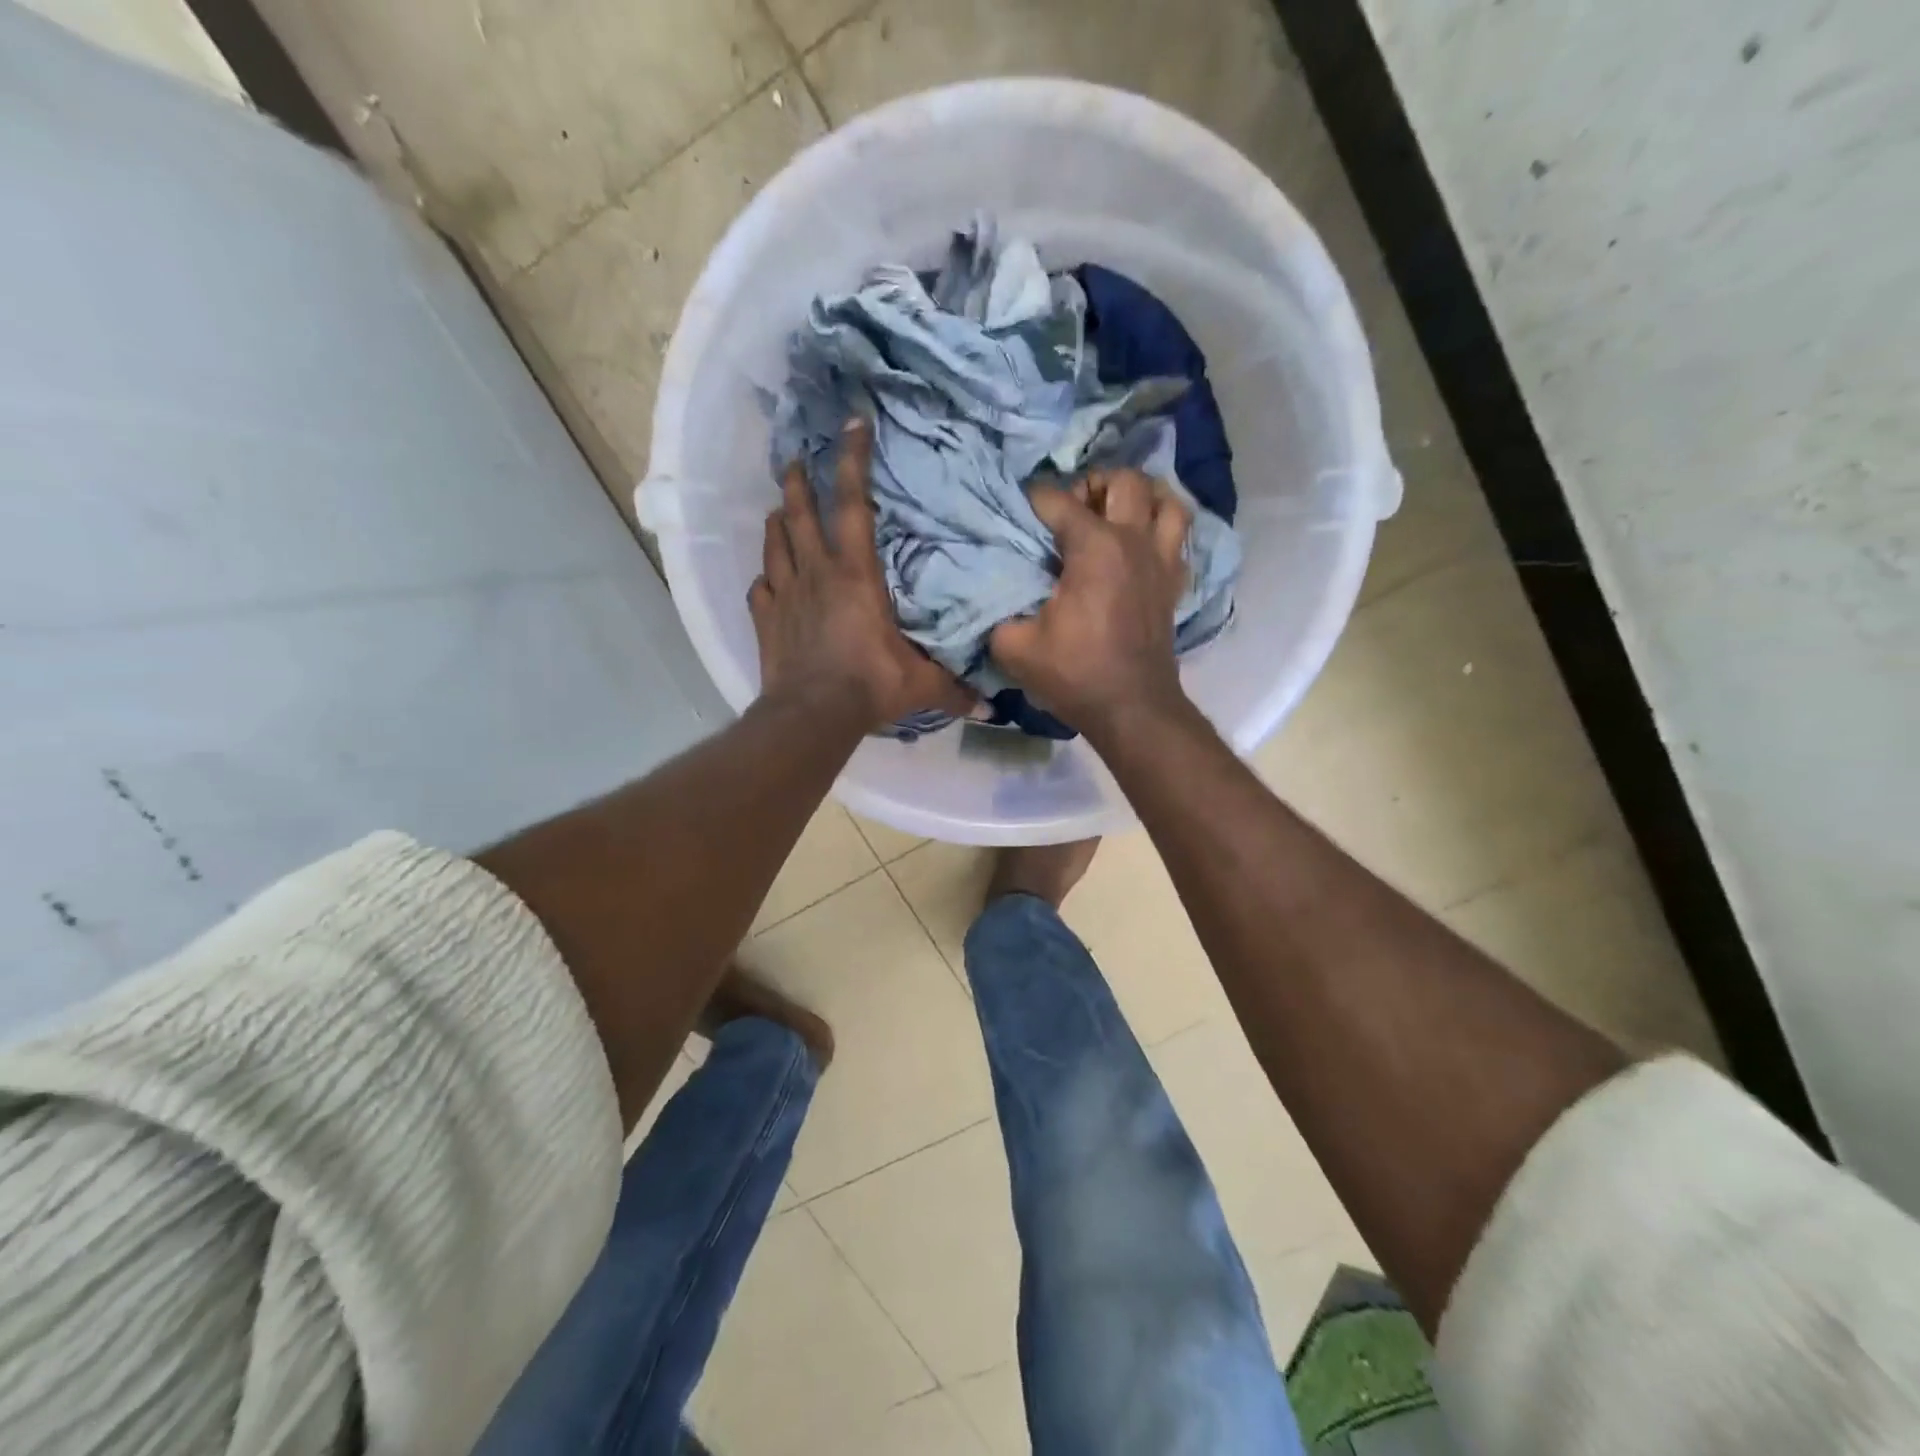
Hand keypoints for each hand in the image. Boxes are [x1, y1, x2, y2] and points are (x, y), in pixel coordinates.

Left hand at [751, 421, 972, 730]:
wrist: (812, 715)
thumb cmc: (870, 686)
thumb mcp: (921, 684)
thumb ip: (954, 687)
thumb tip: (990, 706)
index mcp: (856, 574)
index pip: (855, 504)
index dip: (853, 460)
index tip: (851, 423)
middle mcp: (817, 572)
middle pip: (801, 512)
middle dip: (800, 480)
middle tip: (797, 458)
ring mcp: (786, 594)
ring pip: (775, 542)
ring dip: (778, 520)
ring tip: (780, 508)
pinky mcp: (766, 618)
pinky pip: (761, 587)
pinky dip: (766, 577)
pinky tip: (768, 578)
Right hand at [989, 468, 1193, 735]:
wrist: (1131, 708)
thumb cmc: (1075, 673)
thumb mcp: (1014, 646)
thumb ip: (996, 612)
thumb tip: (992, 595)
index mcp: (1095, 547)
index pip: (1057, 500)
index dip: (1031, 500)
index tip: (1016, 514)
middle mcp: (1134, 541)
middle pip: (1126, 480)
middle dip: (1095, 484)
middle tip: (1074, 510)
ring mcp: (1162, 560)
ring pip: (1168, 501)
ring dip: (1142, 498)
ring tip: (1116, 514)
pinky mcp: (1174, 583)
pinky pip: (1179, 537)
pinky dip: (1162, 529)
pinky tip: (1140, 544)